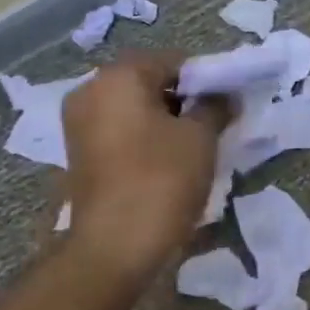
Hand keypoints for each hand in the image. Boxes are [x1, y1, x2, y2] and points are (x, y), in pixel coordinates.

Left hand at [59, 53, 226, 285]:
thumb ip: (216, 107)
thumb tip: (225, 96)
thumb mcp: (201, 137)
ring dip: (167, 120)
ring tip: (197, 144)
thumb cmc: (161, 180)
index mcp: (118, 77)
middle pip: (151, 82)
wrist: (114, 248)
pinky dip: (147, 137)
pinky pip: (122, 131)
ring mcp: (80, 124)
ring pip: (136, 108)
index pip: (174, 61)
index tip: (229, 102)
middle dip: (185, 98)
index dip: (207, 78)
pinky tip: (171, 160)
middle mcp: (91, 91)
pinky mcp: (81, 154)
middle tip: (216, 122)